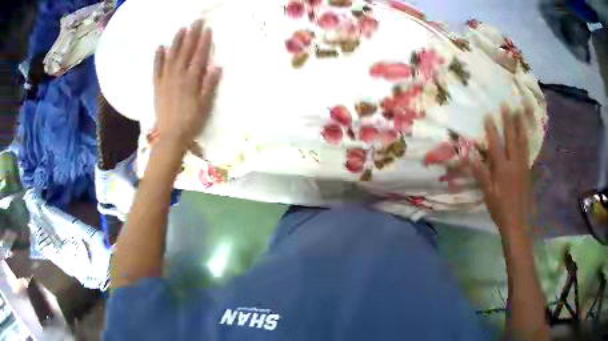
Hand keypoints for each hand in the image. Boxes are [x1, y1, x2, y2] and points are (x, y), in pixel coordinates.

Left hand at [153, 19, 221, 149]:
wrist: (171, 136)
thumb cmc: (191, 122)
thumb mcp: (205, 105)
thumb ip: (209, 85)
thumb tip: (216, 65)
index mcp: (191, 80)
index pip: (199, 56)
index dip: (204, 41)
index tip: (207, 28)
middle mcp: (178, 76)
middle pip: (185, 51)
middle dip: (191, 35)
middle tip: (196, 21)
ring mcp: (166, 80)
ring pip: (171, 56)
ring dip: (176, 41)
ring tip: (181, 29)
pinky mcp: (157, 87)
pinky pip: (156, 69)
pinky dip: (158, 57)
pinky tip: (160, 47)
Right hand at [471, 106, 531, 234]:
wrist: (518, 222)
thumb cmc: (500, 209)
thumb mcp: (488, 194)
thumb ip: (481, 174)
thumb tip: (471, 156)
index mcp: (503, 169)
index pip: (496, 145)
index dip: (492, 129)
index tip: (489, 115)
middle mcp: (514, 163)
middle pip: (512, 138)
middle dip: (509, 121)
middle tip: (507, 105)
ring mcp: (523, 166)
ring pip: (522, 142)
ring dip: (520, 126)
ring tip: (520, 112)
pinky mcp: (528, 171)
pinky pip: (528, 151)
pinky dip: (527, 139)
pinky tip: (526, 134)